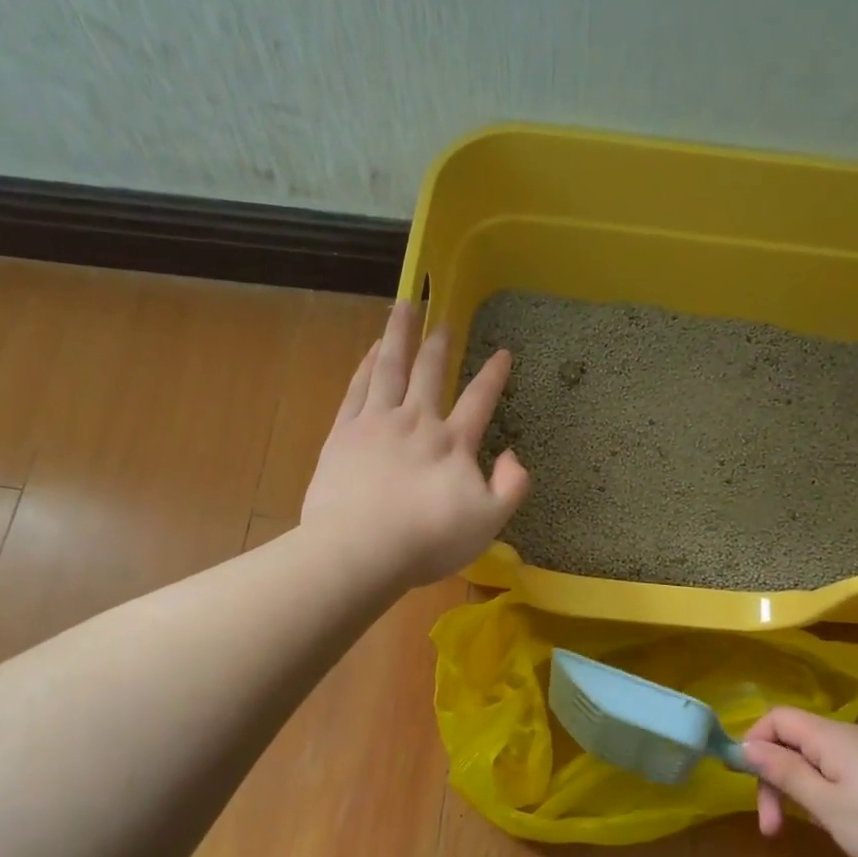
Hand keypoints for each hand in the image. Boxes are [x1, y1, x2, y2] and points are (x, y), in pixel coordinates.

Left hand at [302, 302, 529, 588]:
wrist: (360, 549)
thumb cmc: (428, 540)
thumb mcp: (488, 522)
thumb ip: (511, 486)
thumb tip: (513, 455)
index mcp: (453, 442)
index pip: (479, 400)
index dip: (493, 375)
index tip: (503, 353)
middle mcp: (416, 421)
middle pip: (429, 372)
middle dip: (438, 344)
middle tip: (443, 319)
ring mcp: (377, 423)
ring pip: (391, 368)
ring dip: (399, 335)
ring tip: (404, 307)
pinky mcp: (344, 433)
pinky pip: (359, 388)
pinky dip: (368, 364)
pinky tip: (372, 350)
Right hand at [743, 709, 857, 856]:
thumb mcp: (828, 805)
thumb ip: (785, 772)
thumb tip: (746, 745)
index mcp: (832, 736)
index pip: (777, 718)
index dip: (754, 743)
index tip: (748, 785)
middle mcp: (851, 734)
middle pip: (795, 738)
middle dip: (775, 776)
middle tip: (773, 826)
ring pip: (817, 756)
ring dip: (800, 787)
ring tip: (808, 827)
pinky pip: (840, 768)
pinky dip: (824, 789)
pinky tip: (839, 821)